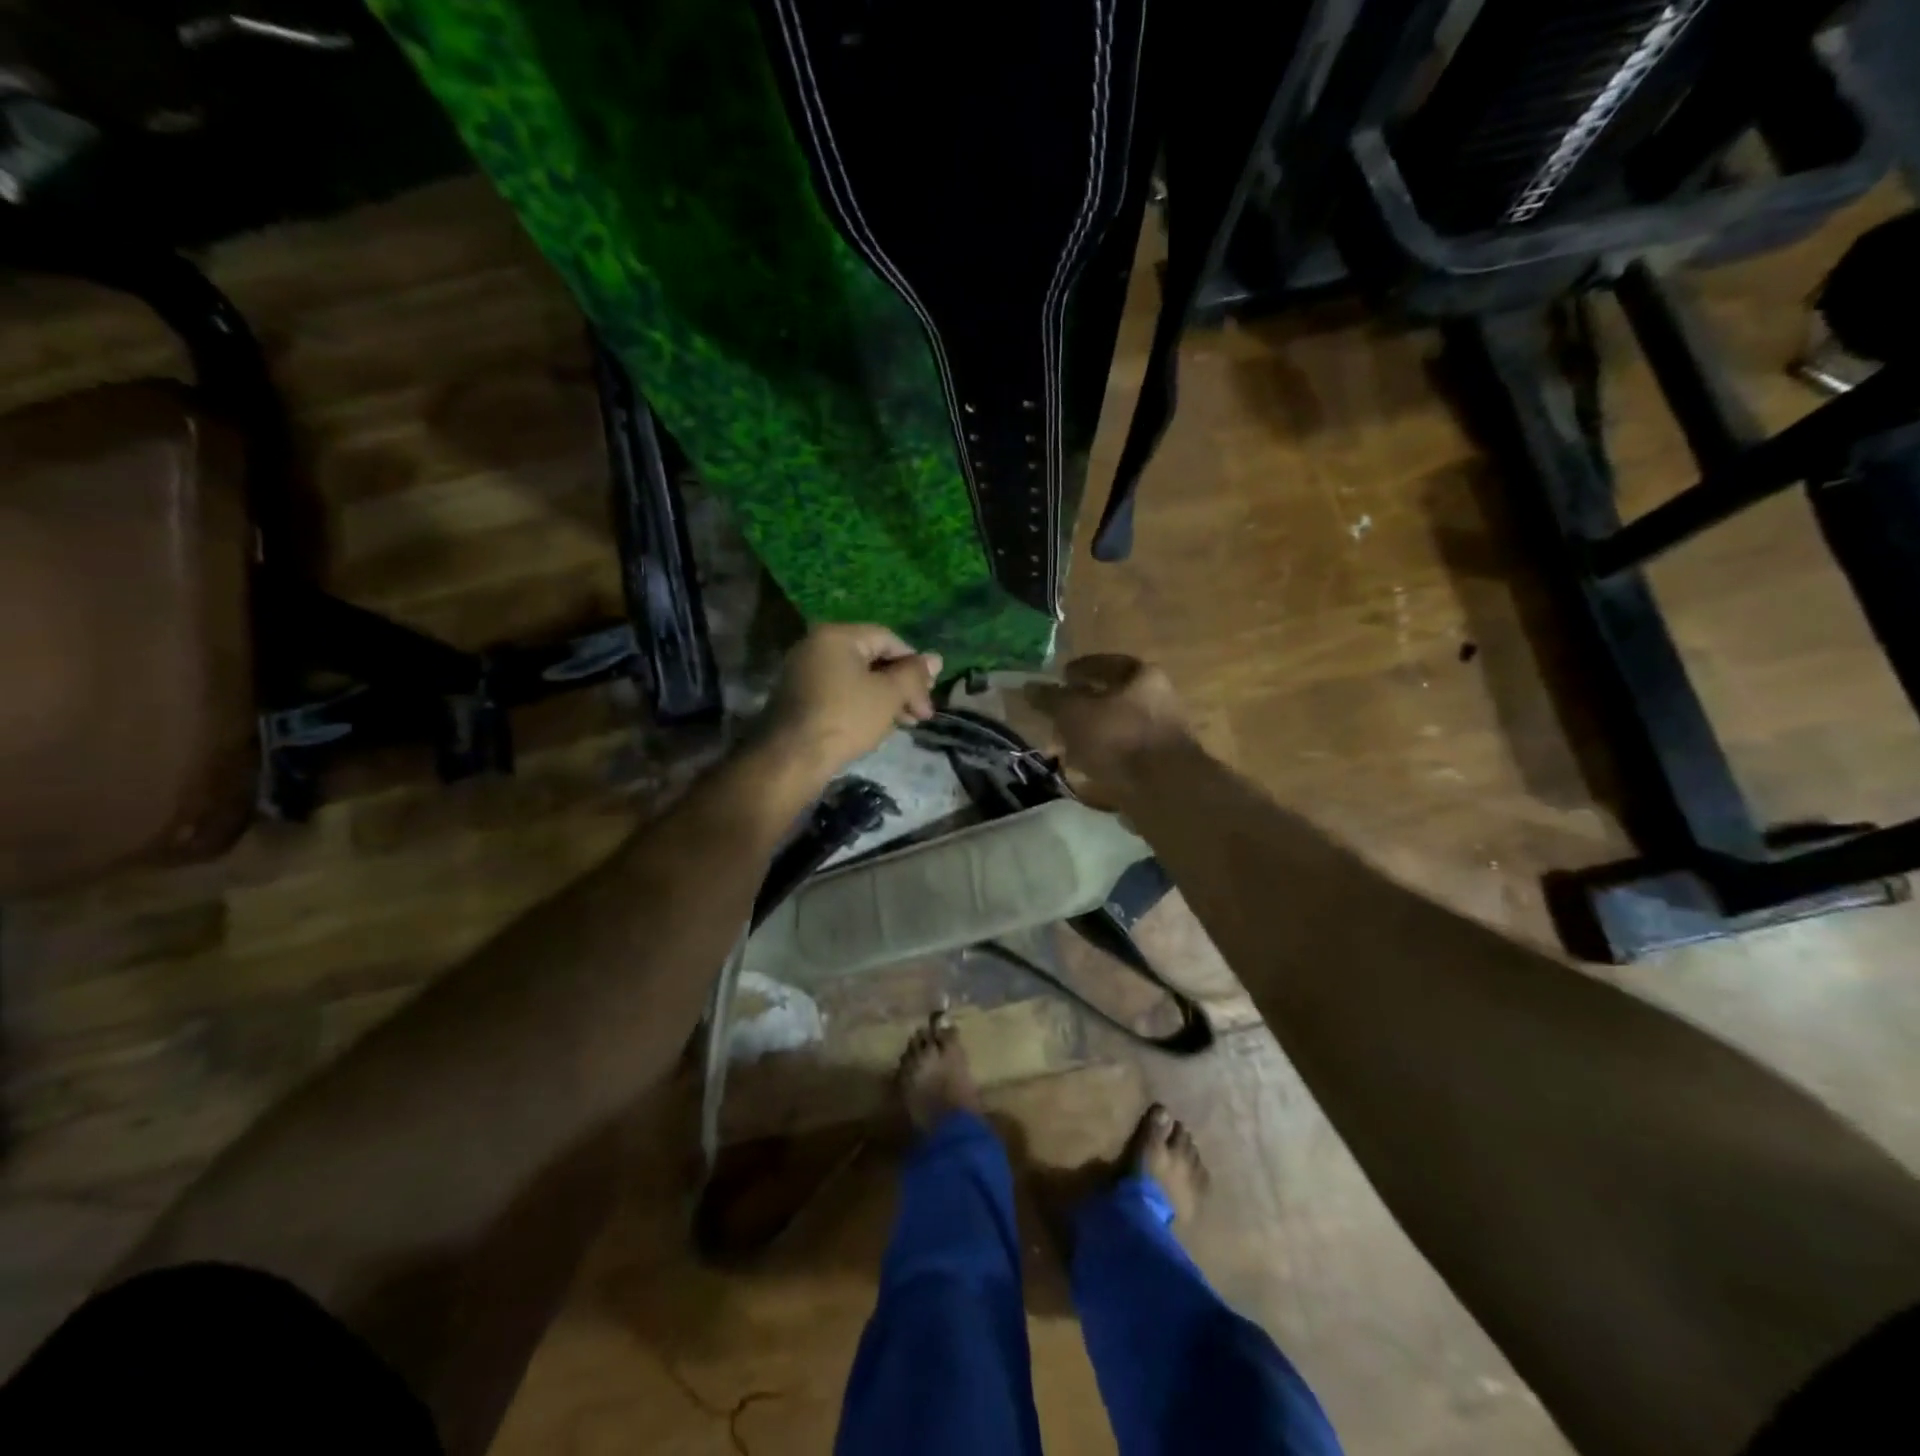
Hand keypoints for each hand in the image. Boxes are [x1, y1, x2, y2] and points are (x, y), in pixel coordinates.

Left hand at [761, 624, 942, 786]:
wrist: (793, 758)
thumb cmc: (846, 718)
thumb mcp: (888, 695)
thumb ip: (914, 675)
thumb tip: (936, 659)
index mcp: (837, 635)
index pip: (888, 639)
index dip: (914, 664)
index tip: (929, 693)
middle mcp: (817, 646)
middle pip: (872, 658)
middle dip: (902, 685)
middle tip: (922, 712)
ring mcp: (805, 672)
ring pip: (858, 678)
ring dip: (886, 698)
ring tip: (907, 723)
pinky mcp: (801, 698)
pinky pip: (841, 692)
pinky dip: (863, 705)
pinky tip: (880, 726)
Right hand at [1025, 654, 1192, 798]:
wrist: (1162, 789)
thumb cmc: (1117, 737)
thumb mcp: (1074, 713)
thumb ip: (1051, 699)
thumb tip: (1029, 686)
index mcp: (1143, 676)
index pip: (1106, 663)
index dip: (1080, 669)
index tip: (1060, 678)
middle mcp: (1160, 699)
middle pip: (1113, 698)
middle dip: (1083, 707)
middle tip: (1057, 716)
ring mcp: (1162, 734)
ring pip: (1117, 728)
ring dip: (1092, 735)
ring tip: (1065, 747)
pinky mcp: (1160, 765)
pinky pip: (1123, 754)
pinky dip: (1103, 757)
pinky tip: (1085, 769)